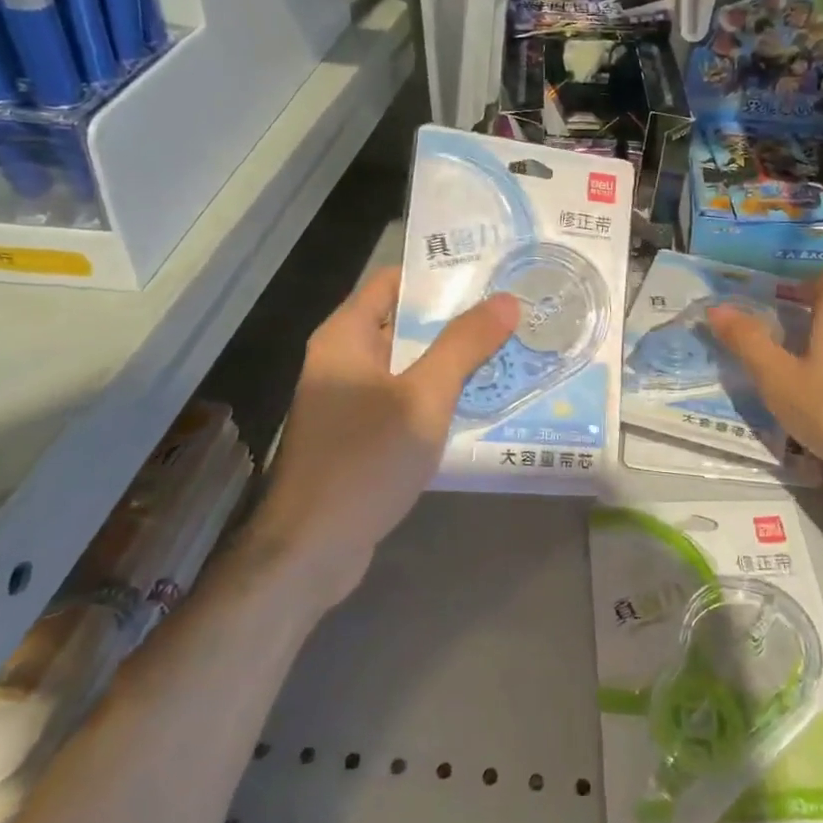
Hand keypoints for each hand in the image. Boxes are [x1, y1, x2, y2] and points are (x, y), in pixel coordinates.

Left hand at [252, 266, 517, 606]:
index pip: (394, 281)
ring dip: (452, 359)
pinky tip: (481, 400)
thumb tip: (507, 300)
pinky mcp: (361, 434)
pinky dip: (438, 395)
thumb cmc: (364, 461)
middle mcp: (343, 359)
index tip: (489, 272)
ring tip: (509, 349)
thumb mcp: (423, 398)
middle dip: (457, 319)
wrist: (311, 550)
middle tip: (512, 312)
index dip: (439, 273)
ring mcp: (350, 399)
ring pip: (410, 364)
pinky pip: (405, 399)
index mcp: (346, 336)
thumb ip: (464, 346)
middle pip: (405, 322)